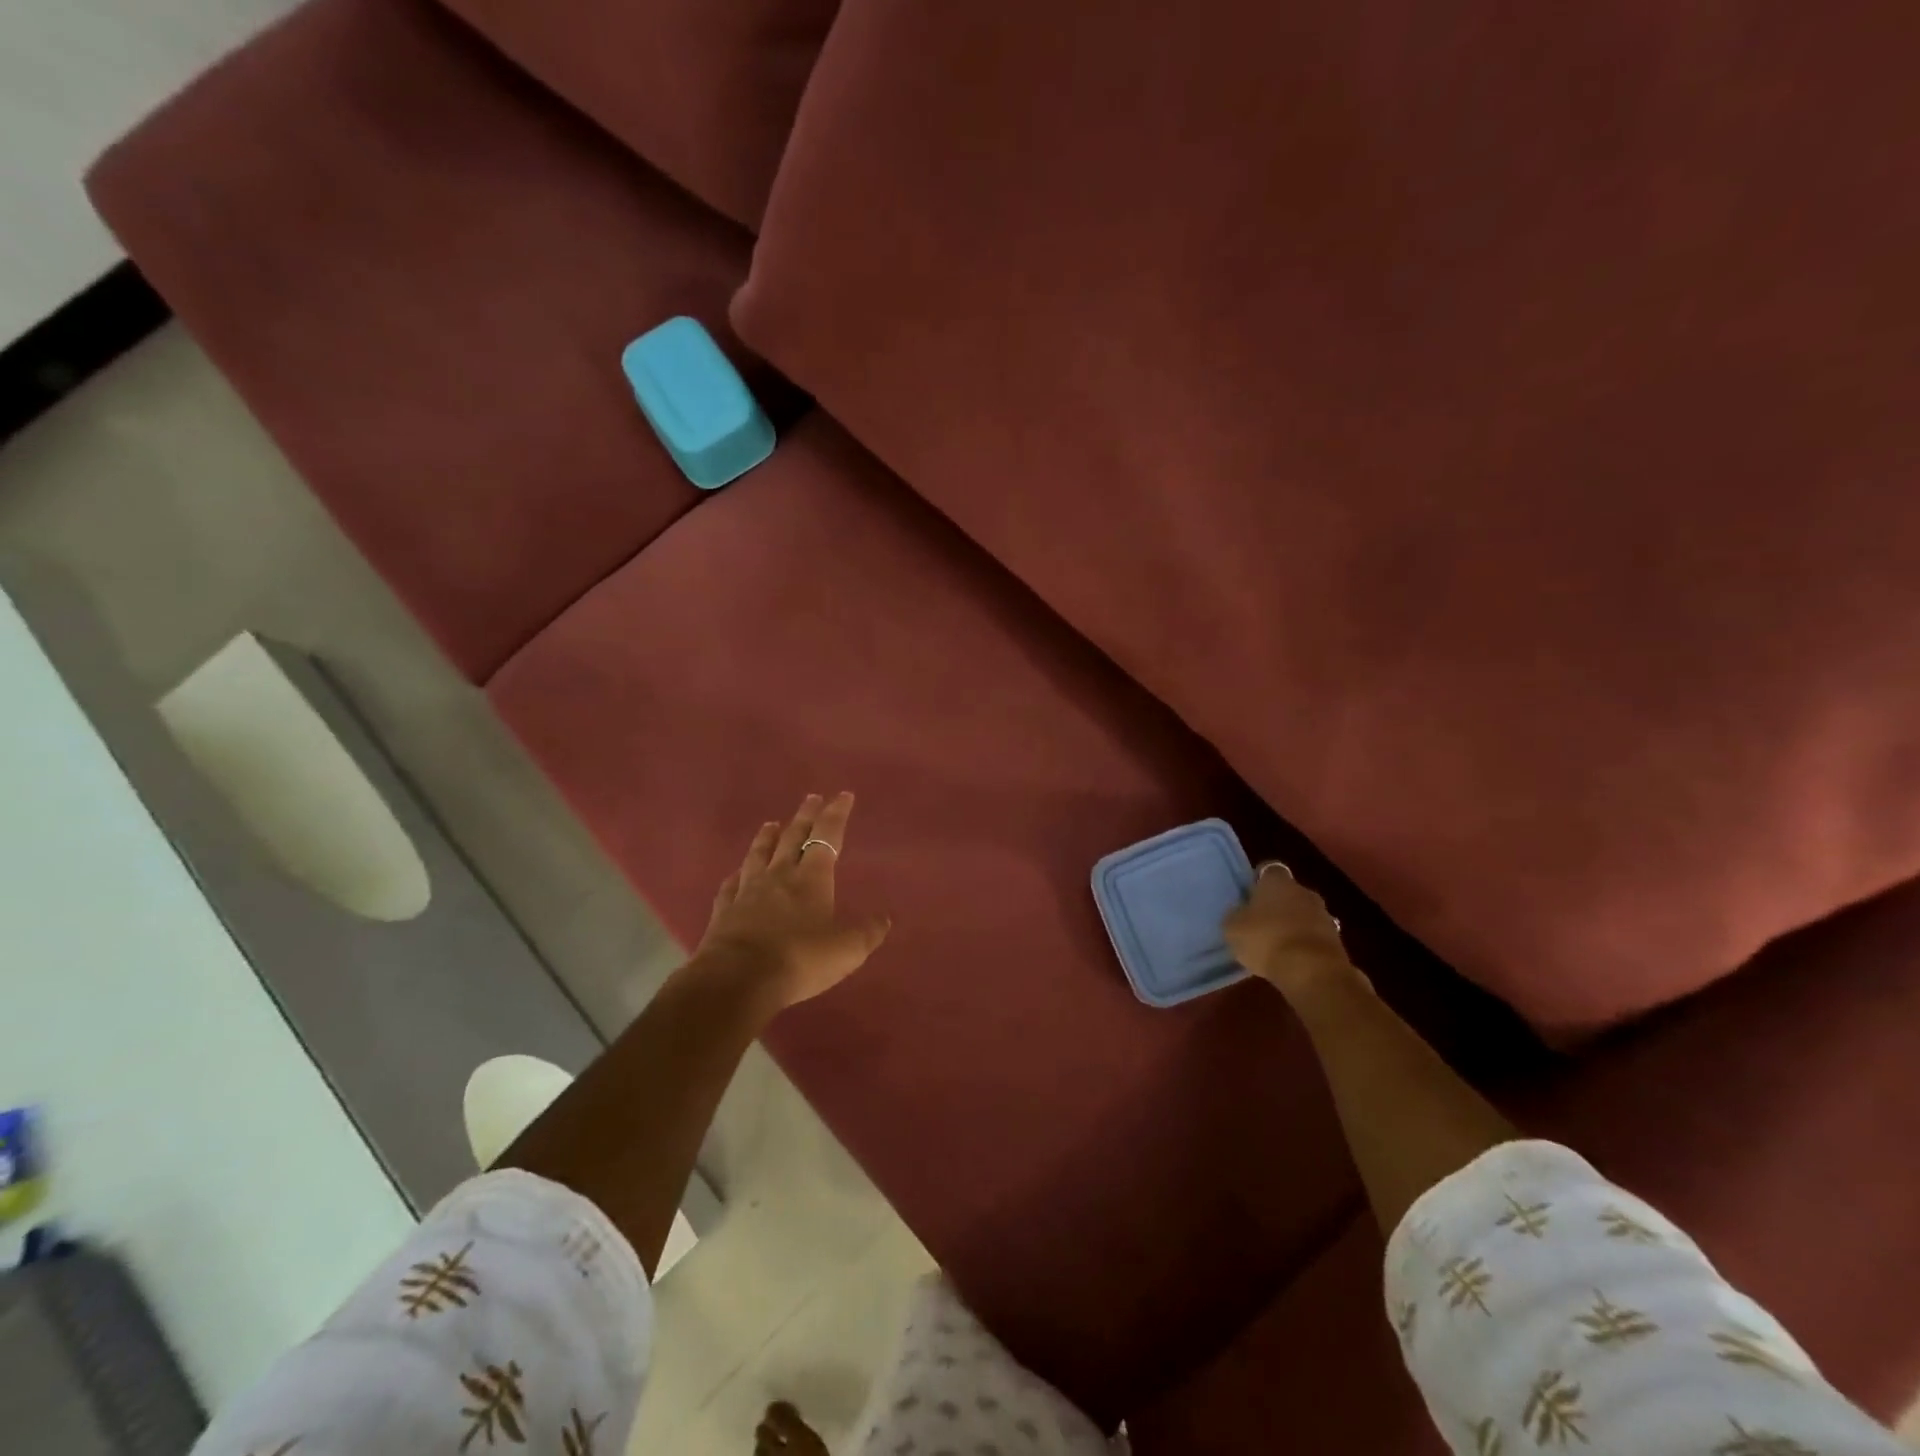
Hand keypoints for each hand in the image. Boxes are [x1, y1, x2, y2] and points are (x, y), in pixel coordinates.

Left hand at [694, 792, 891, 1010]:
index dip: (836, 815)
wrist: (737, 979)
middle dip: (805, 816)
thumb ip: (868, 932)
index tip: (843, 795)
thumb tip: (885, 918)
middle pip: (792, 838)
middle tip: (811, 798)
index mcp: (811, 878)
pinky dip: (736, 876)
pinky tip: (736, 874)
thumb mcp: (847, 949)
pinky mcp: (724, 912)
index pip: (827, 836)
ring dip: (767, 837)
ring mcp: (748, 892)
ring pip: (759, 855)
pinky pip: (731, 886)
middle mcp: (779, 876)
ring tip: (771, 824)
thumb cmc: (800, 958)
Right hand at [1224, 863, 1354, 1000]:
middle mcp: (1303, 891)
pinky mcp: (1337, 940)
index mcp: (1277, 881)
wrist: (1312, 971)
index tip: (1248, 897)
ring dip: (1293, 925)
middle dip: (1277, 905)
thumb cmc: (1266, 940)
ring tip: (1277, 945)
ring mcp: (1324, 914)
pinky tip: (1292, 960)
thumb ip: (1236, 915)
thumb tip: (1240, 912)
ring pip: (1303, 914)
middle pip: (1288, 893)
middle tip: (1260, 923)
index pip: (1267, 871)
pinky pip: (1314, 936)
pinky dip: (1304, 944)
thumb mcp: (1233, 928)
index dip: (1257, 883)